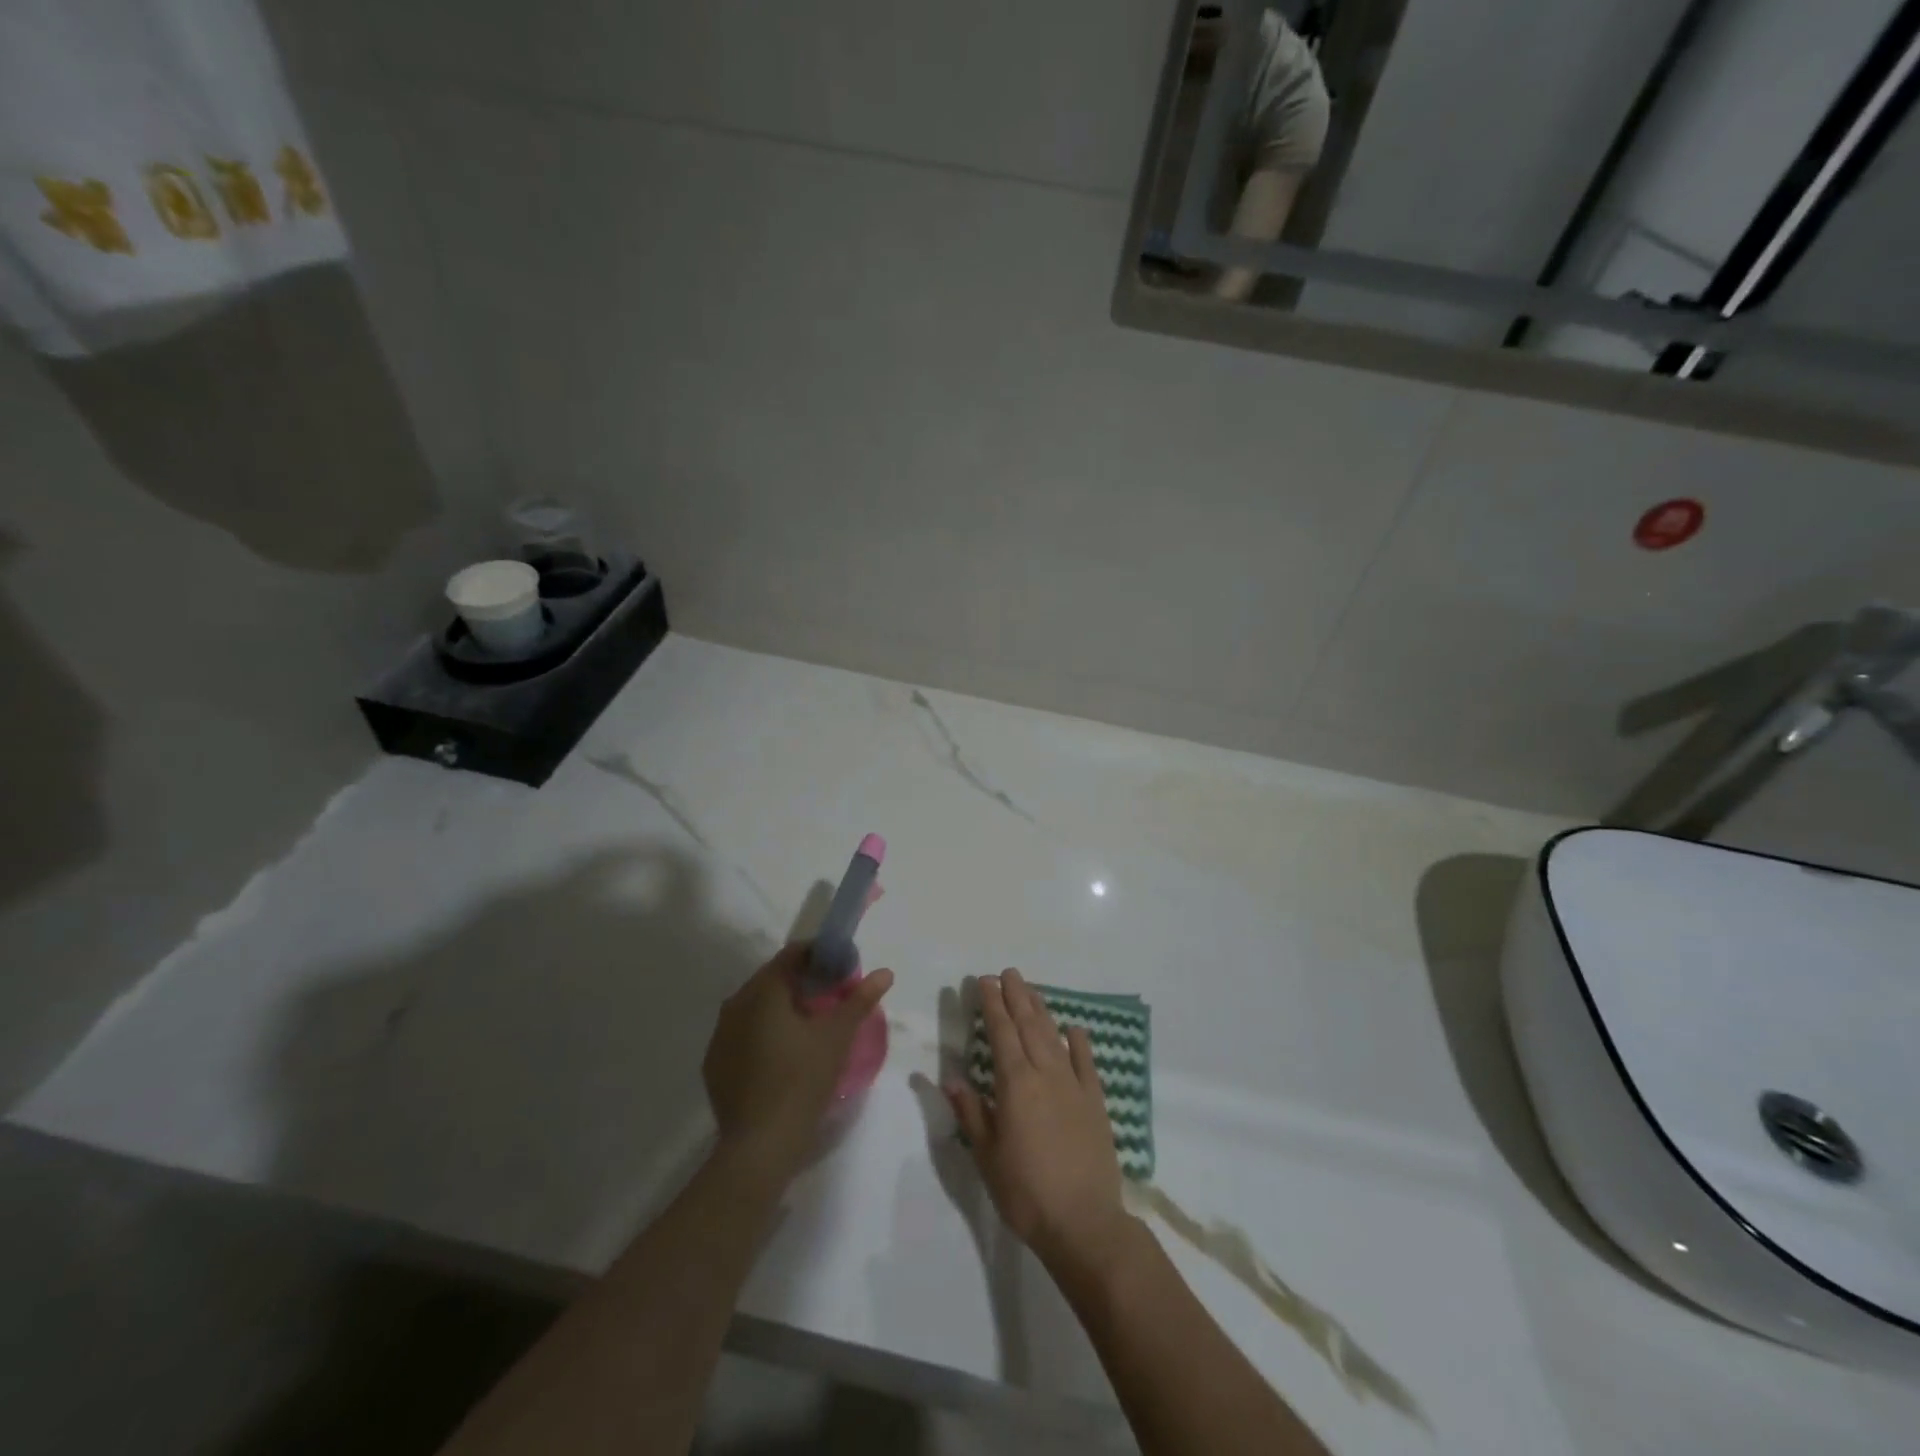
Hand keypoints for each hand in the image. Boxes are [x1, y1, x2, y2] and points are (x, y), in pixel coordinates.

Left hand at [703, 944, 893, 1183]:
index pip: (791, 955)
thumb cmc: (802, 1081)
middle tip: (829, 995)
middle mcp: (734, 1005)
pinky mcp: (713, 1064)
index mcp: (763, 991)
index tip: (839, 967)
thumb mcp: (837, 1037)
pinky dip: (761, 1032)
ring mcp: (719, 1036)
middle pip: (771, 979)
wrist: (759, 1145)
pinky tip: (780, 1053)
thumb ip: (859, 1000)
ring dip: (779, 1007)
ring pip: (753, 1006)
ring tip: (806, 1024)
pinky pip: (740, 1033)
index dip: (817, 955)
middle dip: (800, 981)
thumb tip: (885, 972)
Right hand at [946, 969, 1134, 1274]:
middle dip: (1016, 997)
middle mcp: (1045, 1074)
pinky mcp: (1096, 1101)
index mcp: (1015, 1084)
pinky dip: (1079, 1042)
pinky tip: (1074, 1028)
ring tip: (1031, 990)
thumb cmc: (1026, 1192)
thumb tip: (950, 1078)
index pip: (1001, 1033)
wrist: (1083, 1222)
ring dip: (1041, 1010)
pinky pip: (1086, 1062)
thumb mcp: (987, 1156)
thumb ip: (971, 1112)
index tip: (984, 982)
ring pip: (1054, 1036)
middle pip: (1028, 1025)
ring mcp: (1074, 1085)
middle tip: (1007, 973)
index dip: (992, 1005)